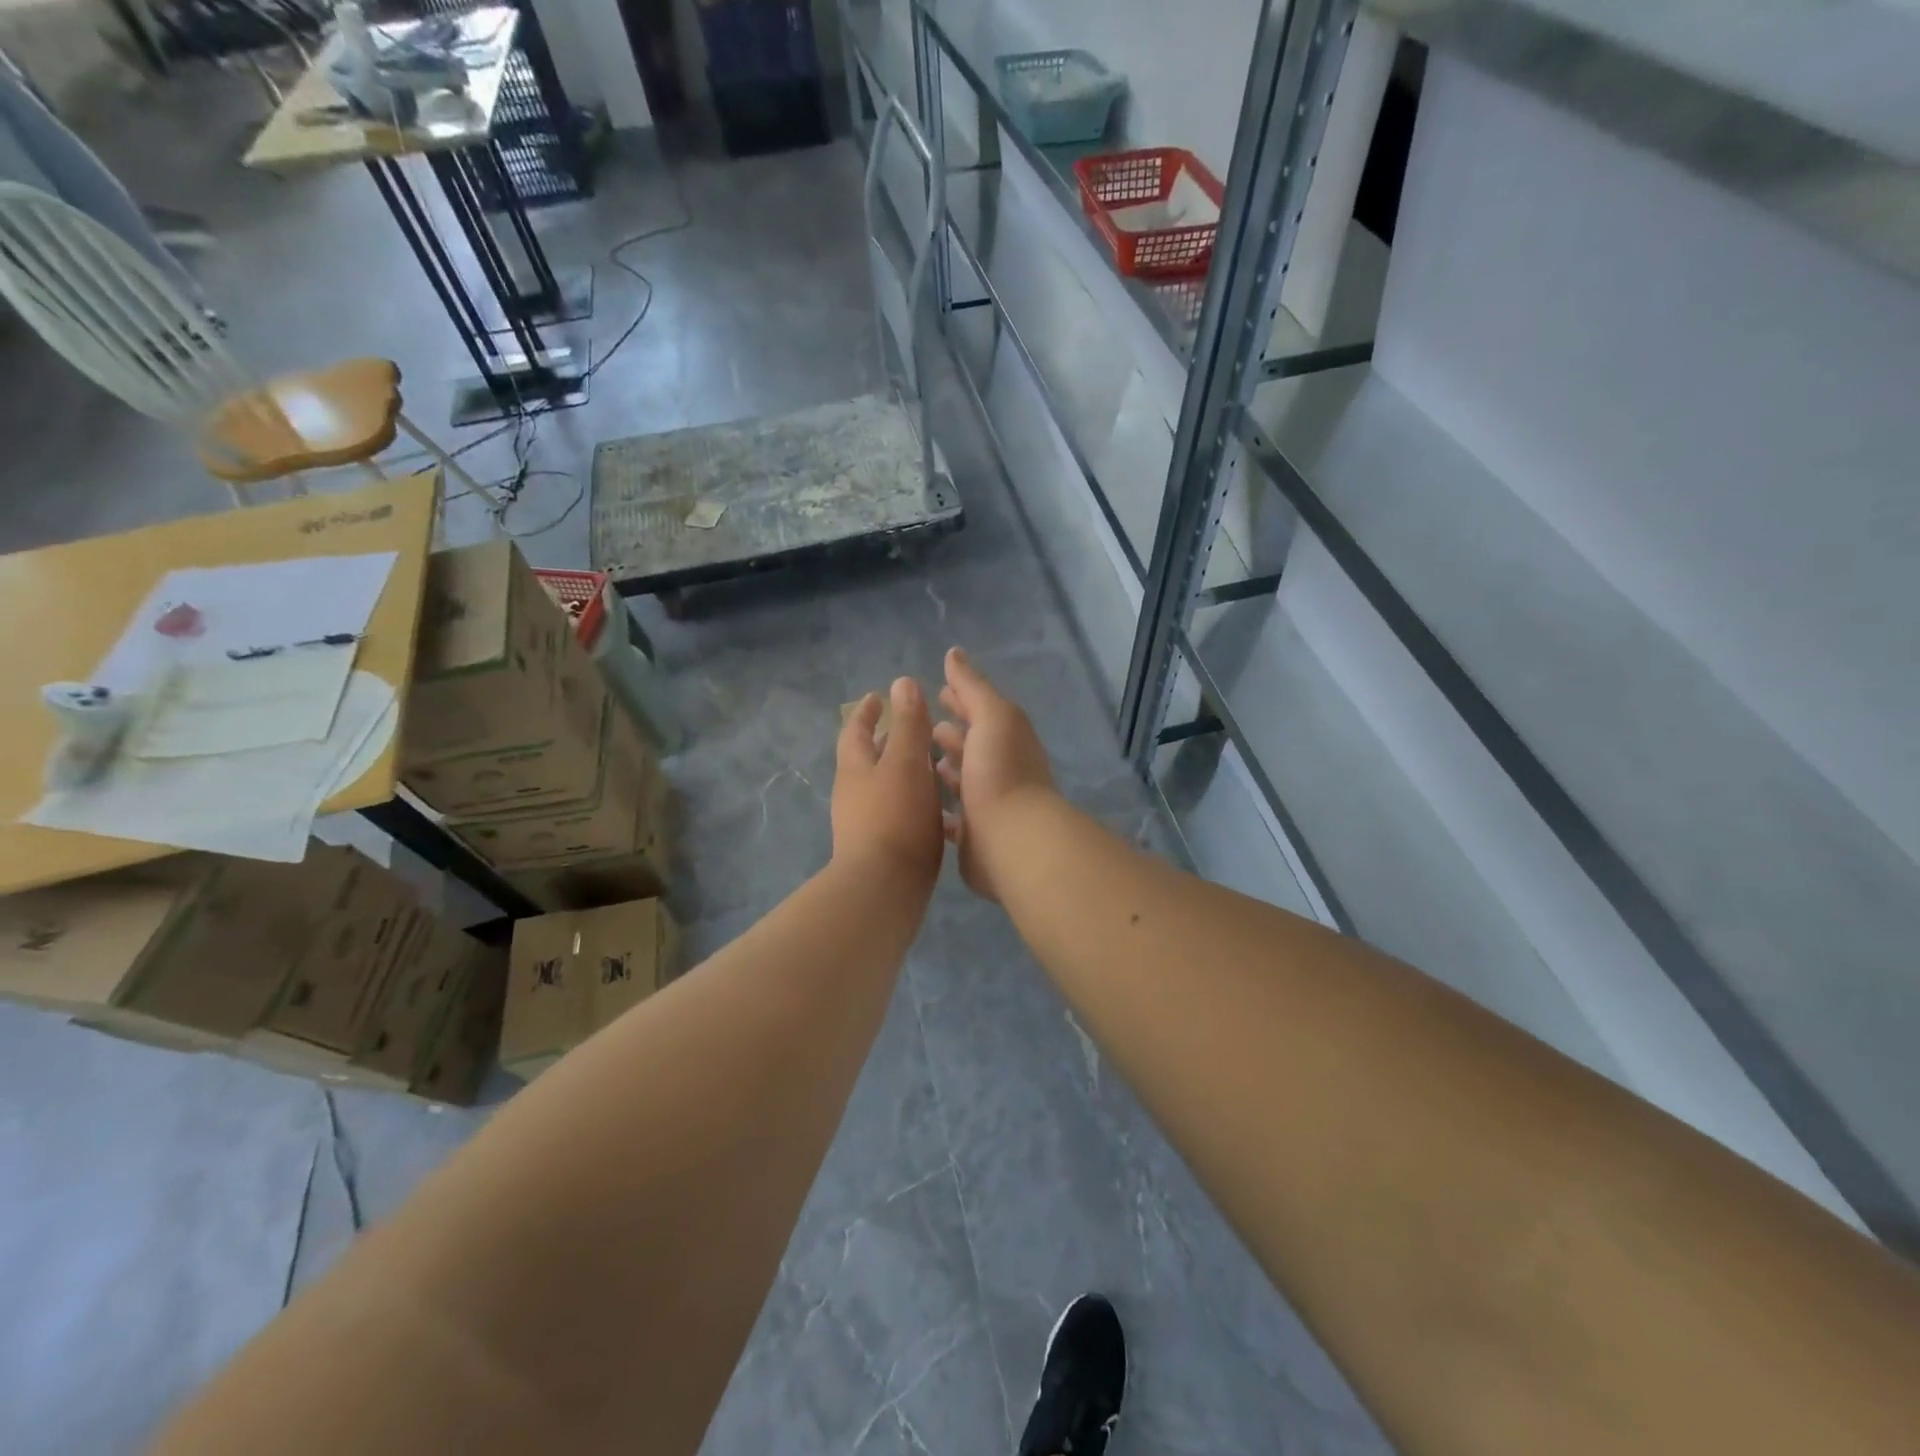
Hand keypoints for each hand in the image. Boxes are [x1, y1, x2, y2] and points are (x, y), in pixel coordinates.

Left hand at [832, 677, 944, 892]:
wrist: (883, 889)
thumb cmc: (895, 817)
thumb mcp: (905, 762)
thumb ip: (907, 724)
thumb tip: (902, 682)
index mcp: (855, 768)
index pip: (856, 730)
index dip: (867, 712)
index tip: (878, 696)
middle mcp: (853, 794)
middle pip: (867, 759)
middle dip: (885, 741)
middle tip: (910, 728)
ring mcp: (864, 824)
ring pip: (883, 786)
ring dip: (902, 772)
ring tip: (932, 765)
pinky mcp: (880, 848)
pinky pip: (895, 812)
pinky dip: (912, 800)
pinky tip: (937, 809)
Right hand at [933, 647, 1055, 900]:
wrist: (1012, 839)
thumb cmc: (1001, 771)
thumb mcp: (991, 716)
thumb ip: (972, 686)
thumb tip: (954, 653)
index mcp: (1007, 738)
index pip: (981, 712)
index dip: (961, 700)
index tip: (936, 691)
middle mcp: (1001, 768)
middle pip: (973, 745)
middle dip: (951, 733)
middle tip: (921, 726)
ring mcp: (989, 804)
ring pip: (964, 781)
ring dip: (946, 769)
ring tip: (918, 762)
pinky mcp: (975, 835)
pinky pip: (954, 817)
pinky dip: (940, 808)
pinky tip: (919, 803)